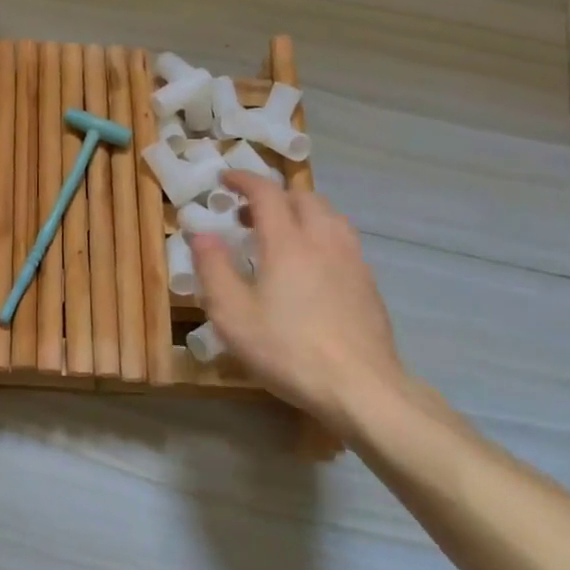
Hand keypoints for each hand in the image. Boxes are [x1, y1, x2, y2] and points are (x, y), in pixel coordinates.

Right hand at [190, 172, 411, 433]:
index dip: (243, 180)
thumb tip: (201, 233)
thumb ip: (213, 269)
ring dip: (301, 212)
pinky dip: (321, 235)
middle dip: (273, 196)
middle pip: (302, 197)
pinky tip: (312, 265)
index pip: (266, 193)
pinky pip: (343, 240)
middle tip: (248, 215)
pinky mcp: (368, 283)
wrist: (362, 388)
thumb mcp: (233, 315)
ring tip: (282, 234)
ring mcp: (352, 261)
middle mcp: (323, 240)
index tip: (224, 180)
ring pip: (329, 216)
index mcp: (287, 243)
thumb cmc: (288, 350)